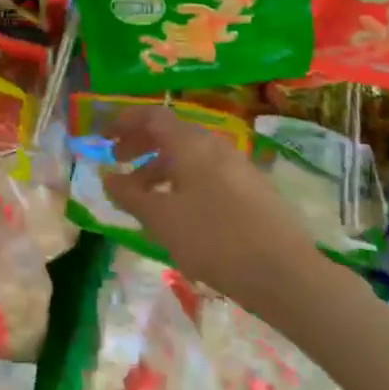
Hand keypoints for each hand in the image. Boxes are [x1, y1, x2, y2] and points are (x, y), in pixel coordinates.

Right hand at [103, 107, 321, 294]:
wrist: (285, 273)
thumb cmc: (213, 239)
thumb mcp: (161, 219)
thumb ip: (129, 194)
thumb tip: (107, 177)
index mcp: (190, 143)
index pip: (151, 115)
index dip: (123, 121)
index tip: (103, 137)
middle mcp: (214, 145)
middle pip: (171, 133)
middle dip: (140, 144)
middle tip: (118, 162)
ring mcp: (237, 166)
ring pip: (189, 155)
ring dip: (160, 167)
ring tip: (144, 197)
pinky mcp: (252, 189)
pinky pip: (207, 172)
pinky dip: (183, 181)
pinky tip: (180, 213)